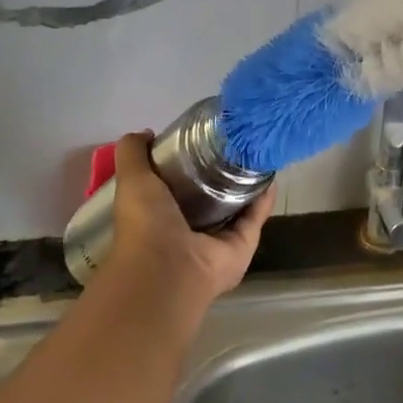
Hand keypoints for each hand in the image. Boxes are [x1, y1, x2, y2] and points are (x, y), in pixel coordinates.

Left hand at [106, 132, 275, 309]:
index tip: (204, 137)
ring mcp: (219, 239)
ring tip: (259, 153)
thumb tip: (147, 132)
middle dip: (223, 172)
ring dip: (248, 183)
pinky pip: (256, 217)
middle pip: (212, 195)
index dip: (190, 162)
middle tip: (237, 142)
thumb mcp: (132, 178)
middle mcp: (191, 228)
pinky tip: (271, 175)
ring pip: (238, 206)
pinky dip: (264, 198)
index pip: (180, 185)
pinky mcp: (243, 245)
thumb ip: (133, 153)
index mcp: (162, 214)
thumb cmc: (145, 224)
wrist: (167, 269)